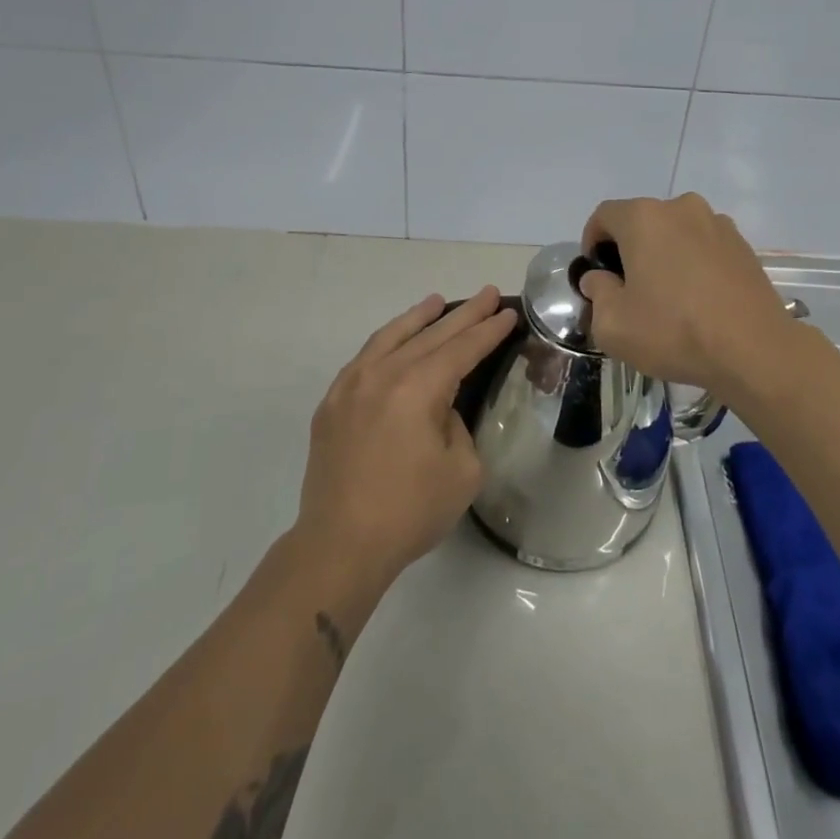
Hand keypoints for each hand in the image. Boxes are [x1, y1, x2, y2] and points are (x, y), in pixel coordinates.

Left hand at [294, 288, 517, 584]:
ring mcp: (351, 386)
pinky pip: (365, 357)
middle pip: (430, 334)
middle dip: (463, 314)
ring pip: (391, 337)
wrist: (340, 544)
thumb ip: (457, 426)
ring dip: (419, 318)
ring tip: (438, 303)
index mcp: (418, 388)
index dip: (488, 330)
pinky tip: (395, 341)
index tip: (508, 313)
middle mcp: (383, 374)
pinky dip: (386, 341)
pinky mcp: (332, 403)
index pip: (462, 349)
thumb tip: (438, 410)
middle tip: (488, 294)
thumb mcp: (462, 470)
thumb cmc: (410, 511)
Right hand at [578, 194, 800, 393]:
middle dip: (629, 250)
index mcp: (644, 218)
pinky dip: (693, 264)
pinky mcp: (743, 245)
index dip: (592, 241)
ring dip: (664, 255)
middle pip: (642, 222)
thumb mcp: (613, 324)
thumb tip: (600, 278)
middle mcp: (681, 208)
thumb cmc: (673, 331)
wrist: (754, 350)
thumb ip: (597, 293)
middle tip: (628, 290)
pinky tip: (698, 300)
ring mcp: (717, 224)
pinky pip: (704, 247)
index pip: (604, 216)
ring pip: (675, 233)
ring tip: (667, 296)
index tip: (596, 274)